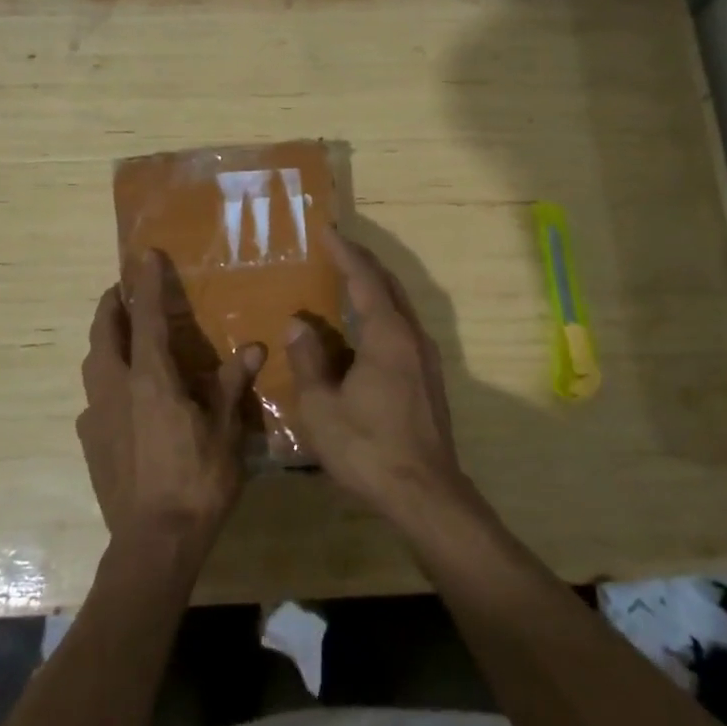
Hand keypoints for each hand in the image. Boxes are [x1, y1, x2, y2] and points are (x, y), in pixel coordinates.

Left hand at [76, 250, 264, 550]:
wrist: (153, 543)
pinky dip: (104, 381)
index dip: (147, 283)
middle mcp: (117, 388)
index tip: (144, 254)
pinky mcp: (90, 442)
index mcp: (151, 379)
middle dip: (112, 305)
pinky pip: (93, 398)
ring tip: (120, 335)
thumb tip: (255, 347)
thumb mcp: (226, 432)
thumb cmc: (197, 482)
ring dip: (104, 340)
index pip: (148, 317)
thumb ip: (234, 385)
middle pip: (105, 333)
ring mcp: (97, 416)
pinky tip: (120, 396)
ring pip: (93, 364)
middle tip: (123, 290)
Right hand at [287, 228, 464, 519]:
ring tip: (347, 279)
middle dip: (363, 262)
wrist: (425, 495)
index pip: (364, 279)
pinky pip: (402, 328)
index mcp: (387, 335)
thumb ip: (309, 361)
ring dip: (374, 287)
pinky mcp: (429, 378)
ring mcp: (425, 358)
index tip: (327, 230)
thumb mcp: (322, 408)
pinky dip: (381, 312)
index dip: (345, 252)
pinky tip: (364, 327)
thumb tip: (298, 325)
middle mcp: (412, 337)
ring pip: (399, 306)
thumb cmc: (368, 448)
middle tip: (337, 246)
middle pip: (388, 285)